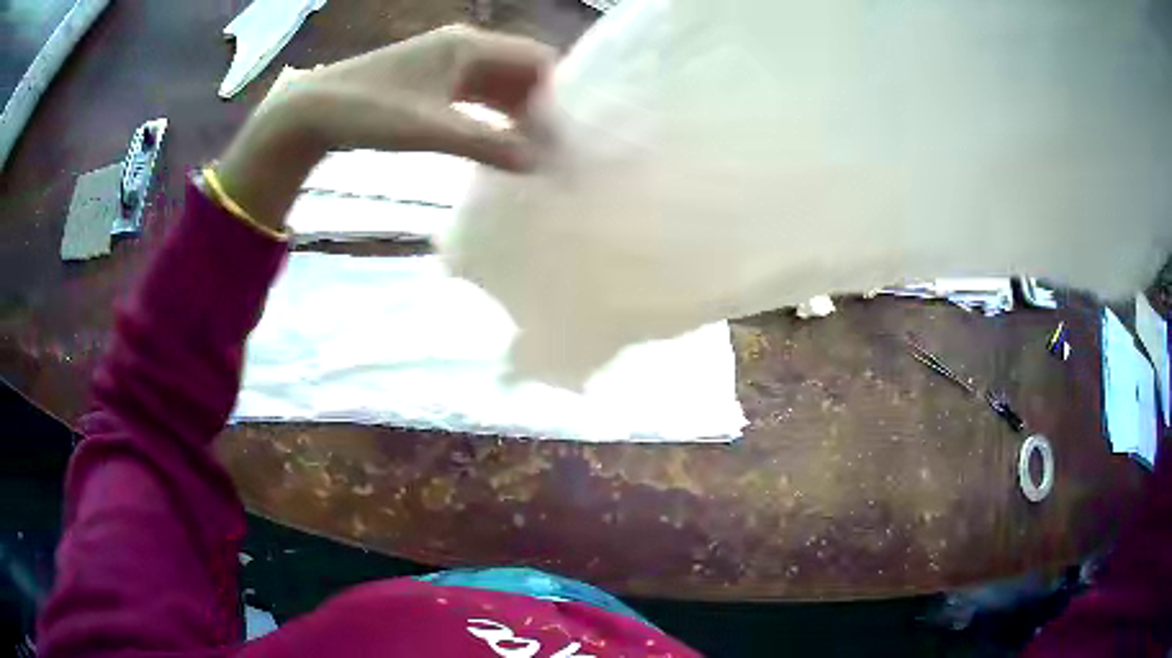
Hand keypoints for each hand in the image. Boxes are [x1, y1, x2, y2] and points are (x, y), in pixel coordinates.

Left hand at [216, 26, 555, 231]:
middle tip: (556, 146)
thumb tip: (537, 161)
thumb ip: (486, 143)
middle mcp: (463, 48)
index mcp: (469, 46)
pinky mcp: (430, 84)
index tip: (570, 130)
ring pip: (498, 85)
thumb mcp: (431, 129)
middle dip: (541, 106)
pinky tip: (497, 144)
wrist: (312, 111)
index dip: (558, 92)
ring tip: (533, 151)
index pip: (535, 59)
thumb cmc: (370, 111)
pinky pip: (475, 97)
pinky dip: (491, 118)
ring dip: (516, 114)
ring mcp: (445, 65)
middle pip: (519, 71)